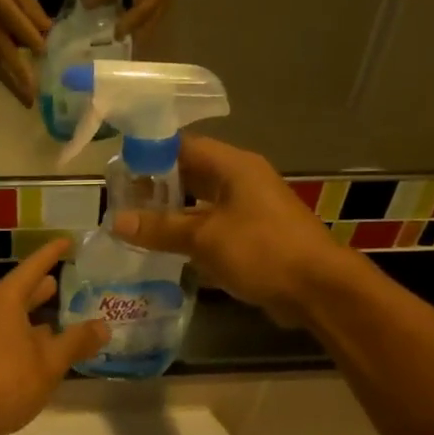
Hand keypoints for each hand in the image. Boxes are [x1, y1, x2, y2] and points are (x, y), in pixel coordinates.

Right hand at [0, 0, 49, 106]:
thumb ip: (32, 10)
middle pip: (3, 53)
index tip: (45, 55)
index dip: (30, 40)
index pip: (16, 24)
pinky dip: (0, 76)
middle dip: (19, 77)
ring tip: (25, 100)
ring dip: (10, 83)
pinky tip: (11, 87)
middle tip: (33, 98)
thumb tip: (48, 33)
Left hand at [0, 240, 108, 434]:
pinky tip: (46, 350)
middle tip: (69, 278)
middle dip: (44, 286)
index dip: (52, 253)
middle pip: (21, 291)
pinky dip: (29, 337)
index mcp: (4, 301)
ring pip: (14, 317)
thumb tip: (103, 325)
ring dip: (37, 315)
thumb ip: (77, 341)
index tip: (70, 241)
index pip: (33, 267)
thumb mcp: (50, 361)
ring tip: (63, 314)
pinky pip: (9, 337)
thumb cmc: (6, 380)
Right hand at [111, 135, 349, 325]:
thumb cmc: (261, 250)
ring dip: (173, 214)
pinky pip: (214, 228)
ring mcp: (250, 210)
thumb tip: (116, 220)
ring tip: (135, 225)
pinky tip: (166, 250)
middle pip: (192, 174)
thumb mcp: (204, 238)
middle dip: (157, 186)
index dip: (150, 153)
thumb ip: (160, 228)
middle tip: (120, 200)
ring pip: (202, 204)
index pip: (183, 146)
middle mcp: (242, 181)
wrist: (318, 288)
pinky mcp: (254, 237)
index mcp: (233, 166)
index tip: (118, 168)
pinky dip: (191, 235)